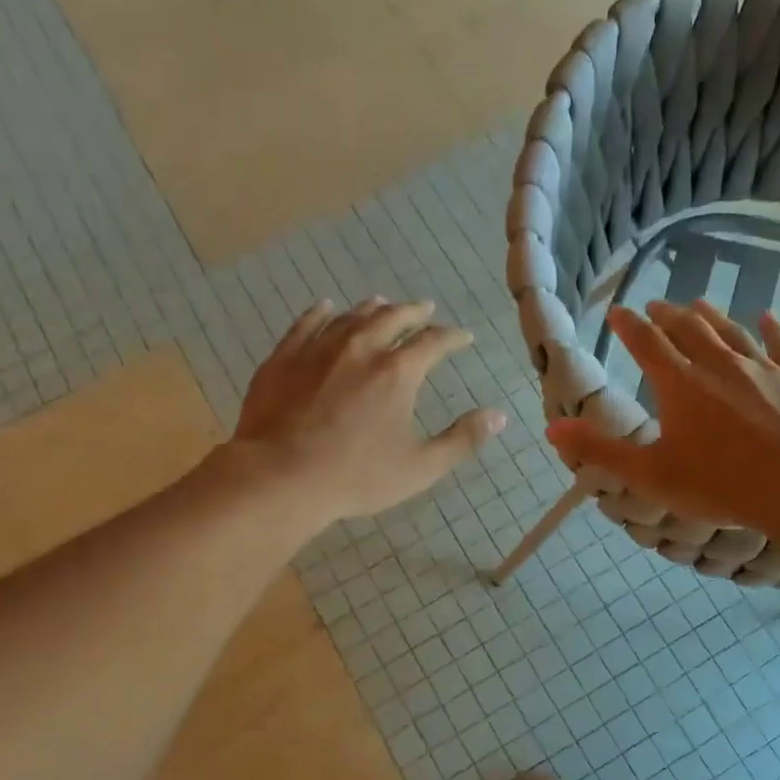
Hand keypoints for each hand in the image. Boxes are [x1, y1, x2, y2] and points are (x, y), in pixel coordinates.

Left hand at [227, 298, 504, 525]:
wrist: (280, 476)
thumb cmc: (356, 476)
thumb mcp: (420, 467)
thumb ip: (462, 440)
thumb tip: (499, 416)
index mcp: (397, 372)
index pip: (434, 342)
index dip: (453, 337)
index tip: (464, 337)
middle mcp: (361, 348)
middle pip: (392, 318)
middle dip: (414, 312)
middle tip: (425, 308)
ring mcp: (318, 348)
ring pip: (351, 316)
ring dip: (372, 308)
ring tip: (382, 303)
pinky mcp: (284, 357)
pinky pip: (306, 323)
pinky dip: (322, 313)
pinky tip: (326, 308)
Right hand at [547, 299, 779, 530]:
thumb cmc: (720, 484)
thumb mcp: (649, 474)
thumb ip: (600, 450)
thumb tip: (551, 428)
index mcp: (680, 384)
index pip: (647, 344)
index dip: (629, 326)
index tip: (619, 311)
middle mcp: (719, 365)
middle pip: (689, 330)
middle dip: (669, 316)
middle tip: (657, 305)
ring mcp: (764, 369)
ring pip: (732, 333)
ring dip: (712, 317)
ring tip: (699, 304)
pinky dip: (772, 329)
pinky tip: (767, 317)